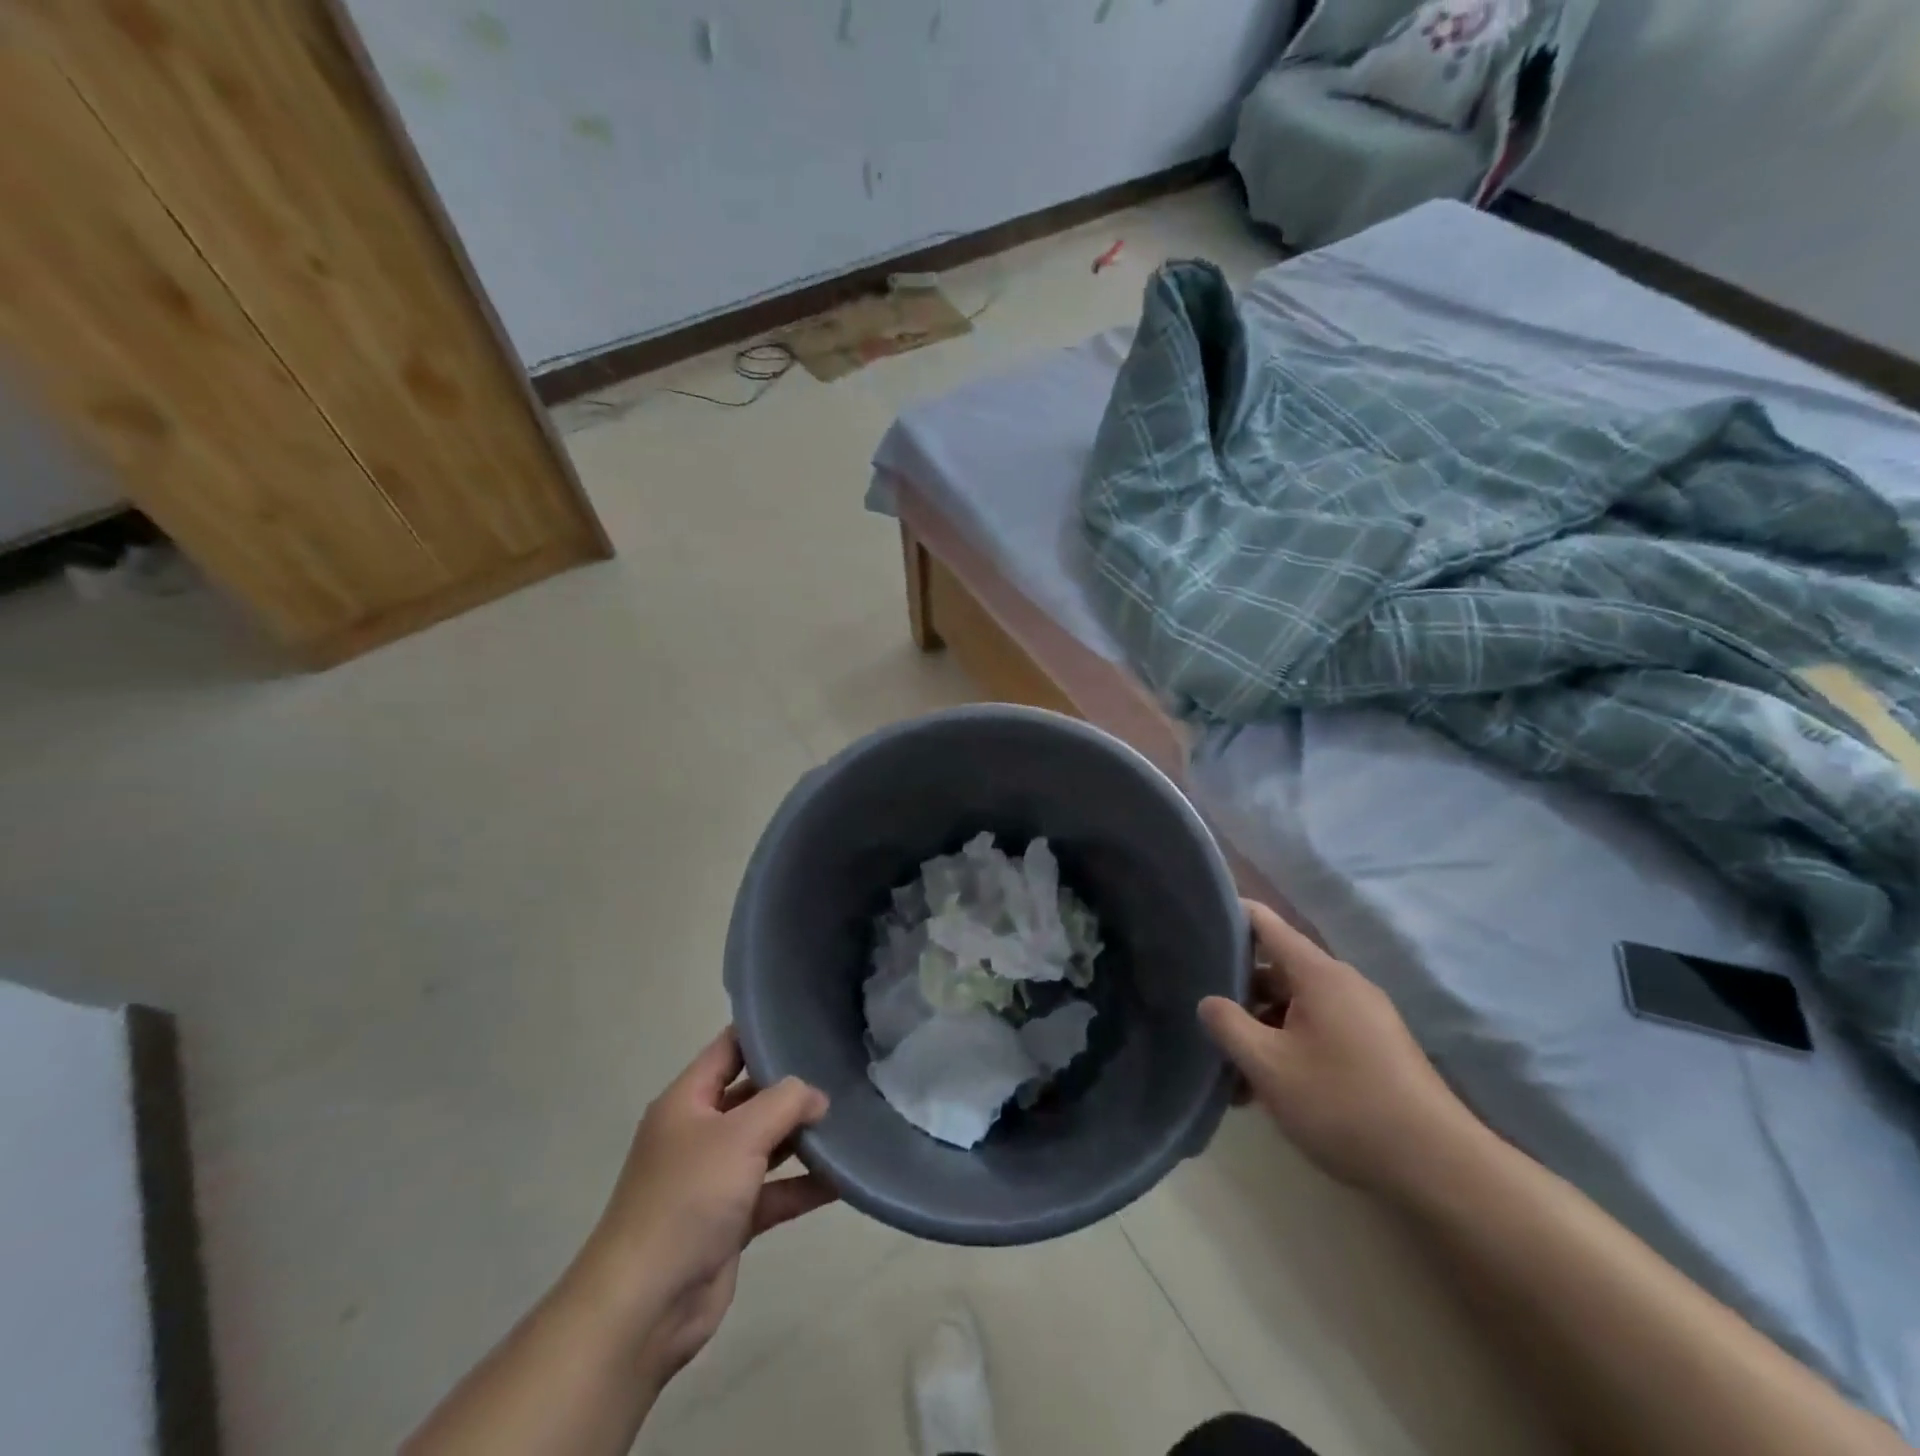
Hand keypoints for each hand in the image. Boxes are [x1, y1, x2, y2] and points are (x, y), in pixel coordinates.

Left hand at [580, 1028, 834, 1385]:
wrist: (644, 1306)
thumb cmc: (687, 1198)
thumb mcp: (740, 1134)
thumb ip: (785, 1102)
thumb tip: (817, 1097)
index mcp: (687, 1101)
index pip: (729, 1048)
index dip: (764, 1033)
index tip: (809, 1022)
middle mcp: (699, 1133)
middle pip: (752, 1096)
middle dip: (794, 1088)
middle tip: (843, 1072)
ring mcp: (713, 1179)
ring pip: (766, 1145)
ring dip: (803, 1137)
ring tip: (850, 1121)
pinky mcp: (729, 1221)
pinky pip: (773, 1192)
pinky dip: (803, 1186)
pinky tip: (842, 1179)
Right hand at [1198, 900, 1485, 1200]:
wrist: (1439, 1168)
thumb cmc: (1343, 1104)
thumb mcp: (1268, 1066)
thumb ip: (1229, 1025)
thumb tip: (1208, 1001)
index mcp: (1318, 974)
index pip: (1265, 923)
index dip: (1230, 915)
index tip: (1196, 921)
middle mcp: (1343, 984)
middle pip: (1277, 969)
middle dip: (1238, 990)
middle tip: (1203, 1014)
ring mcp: (1364, 1017)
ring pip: (1296, 1006)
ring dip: (1262, 1028)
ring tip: (1231, 1068)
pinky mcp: (1376, 1049)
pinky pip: (1319, 1030)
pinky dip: (1289, 1046)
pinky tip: (1269, 1089)